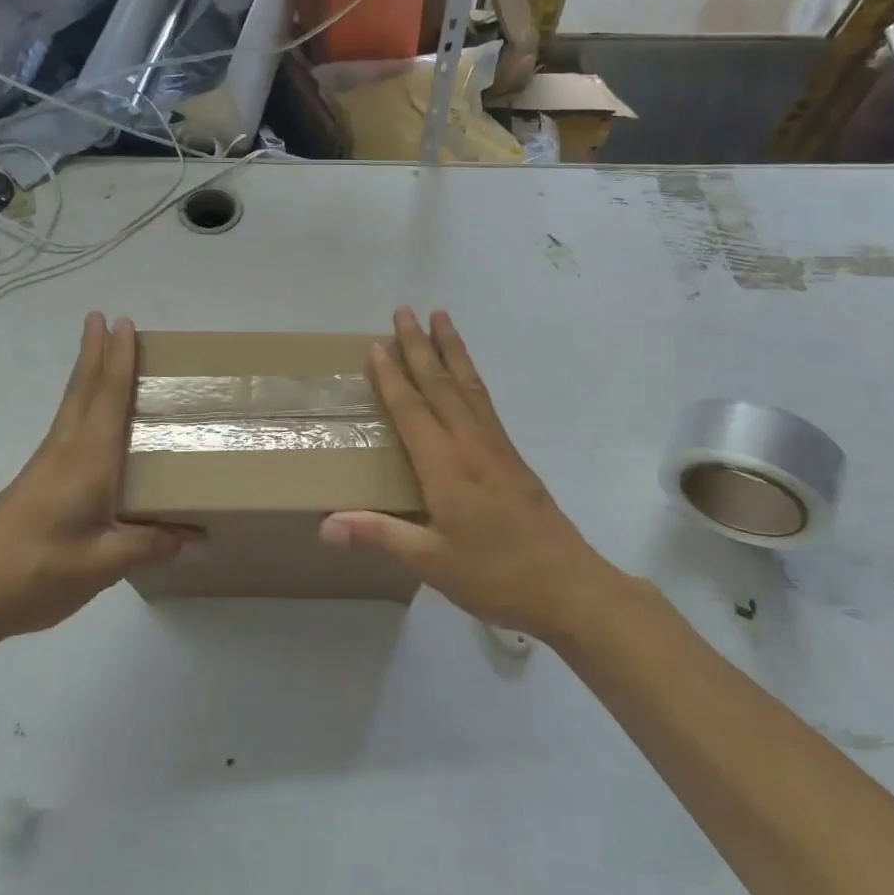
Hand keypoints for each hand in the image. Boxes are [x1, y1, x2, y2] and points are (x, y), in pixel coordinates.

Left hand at [0, 314, 190, 641]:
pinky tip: (87, 422)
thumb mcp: (105, 563)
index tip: (122, 322)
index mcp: (89, 460)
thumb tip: (199, 536)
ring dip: (86, 374)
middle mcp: (67, 451)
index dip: (118, 359)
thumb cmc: (39, 570)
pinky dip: (80, 405)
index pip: (108, 397)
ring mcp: (46, 466)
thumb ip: (152, 544)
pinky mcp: (36, 482)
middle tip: (102, 317)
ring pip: (72, 406)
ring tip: (99, 354)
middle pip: (84, 390)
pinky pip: (66, 427)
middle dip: (95, 352)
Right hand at [322, 308, 619, 642]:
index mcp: (445, 465)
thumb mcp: (431, 562)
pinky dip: (471, 376)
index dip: (391, 376)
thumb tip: (325, 525)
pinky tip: (467, 373)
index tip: (376, 344)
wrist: (568, 584)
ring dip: (451, 349)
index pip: (411, 409)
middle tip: (404, 310)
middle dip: (420, 345)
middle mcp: (470, 444)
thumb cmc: (494, 575)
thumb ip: (380, 535)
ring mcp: (496, 446)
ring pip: (468, 385)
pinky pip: (484, 401)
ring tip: (441, 318)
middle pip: (440, 383)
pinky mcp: (512, 455)